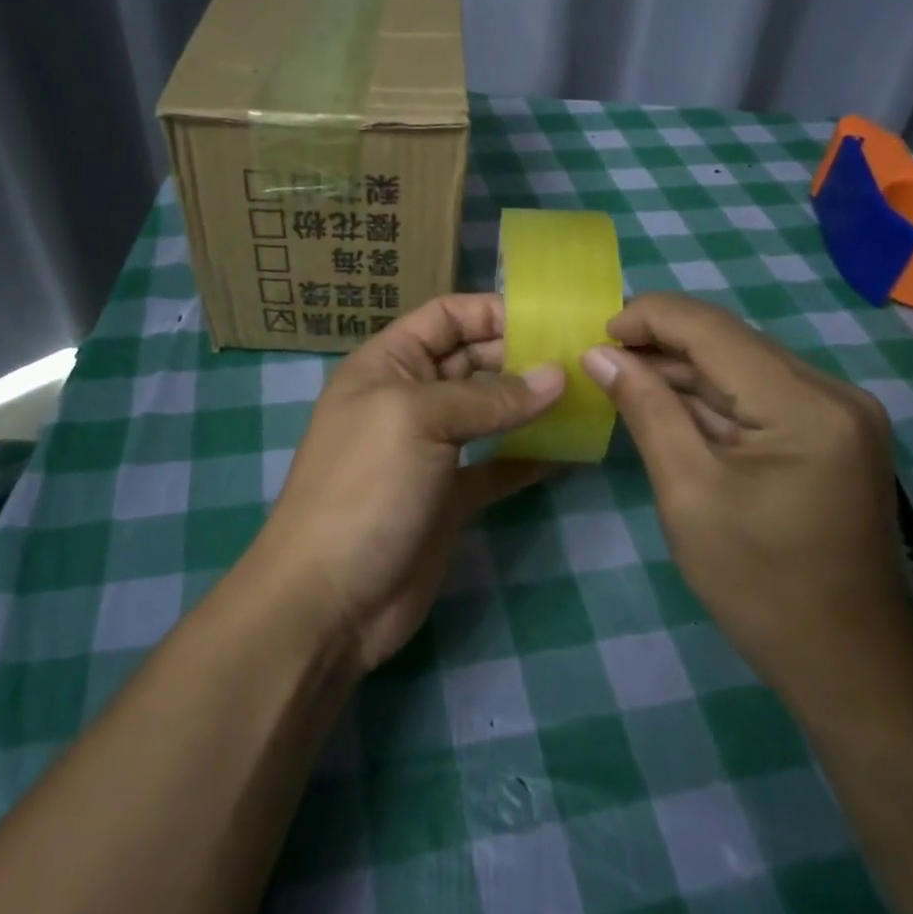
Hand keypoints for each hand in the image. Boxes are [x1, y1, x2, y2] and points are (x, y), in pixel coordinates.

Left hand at [252, 294, 562, 671]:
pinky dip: (529, 457)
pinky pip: (497, 465)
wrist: (328, 600)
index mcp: (388, 365)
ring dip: (531, 404)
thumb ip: (490, 397)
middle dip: (521, 356)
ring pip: (489, 412)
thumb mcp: (419, 420)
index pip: (445, 317)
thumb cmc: (365, 488)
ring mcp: (431, 451)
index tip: (550, 322)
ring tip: (585, 397)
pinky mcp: (450, 497)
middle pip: (472, 360)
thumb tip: (558, 376)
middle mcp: (409, 400)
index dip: (492, 312)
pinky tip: (568, 451)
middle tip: (581, 360)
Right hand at [581, 293, 912, 706]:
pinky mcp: (834, 433)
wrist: (848, 663)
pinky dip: (713, 397)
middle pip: (731, 342)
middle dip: (662, 345)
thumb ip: (646, 410)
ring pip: (744, 365)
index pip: (714, 330)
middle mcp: (834, 393)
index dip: (649, 318)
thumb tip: (600, 354)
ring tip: (624, 380)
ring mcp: (840, 413)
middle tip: (602, 362)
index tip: (595, 337)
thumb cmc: (760, 586)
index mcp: (806, 406)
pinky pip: (761, 395)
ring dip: (684, 370)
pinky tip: (670, 406)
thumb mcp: (688, 493)